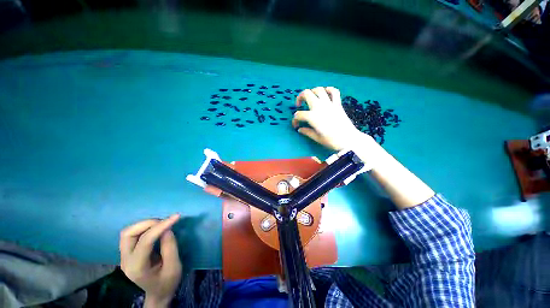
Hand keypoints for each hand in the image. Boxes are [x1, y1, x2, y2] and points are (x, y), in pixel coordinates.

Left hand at [120, 214, 181, 307]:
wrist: (158, 293)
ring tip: (161, 224)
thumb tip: (167, 229)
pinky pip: (132, 235)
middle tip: (165, 221)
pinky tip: (155, 229)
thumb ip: (170, 247)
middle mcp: (126, 261)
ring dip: (145, 225)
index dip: (160, 227)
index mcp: (137, 267)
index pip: (145, 241)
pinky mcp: (128, 253)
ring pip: (128, 232)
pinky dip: (144, 228)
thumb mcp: (174, 266)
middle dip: (148, 223)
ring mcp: (124, 257)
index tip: (176, 217)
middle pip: (128, 234)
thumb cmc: (167, 282)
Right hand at [292, 87, 365, 150]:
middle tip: (299, 105)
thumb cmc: (331, 141)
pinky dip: (329, 90)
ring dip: (312, 92)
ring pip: (319, 89)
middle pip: (306, 94)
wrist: (348, 140)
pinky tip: (325, 93)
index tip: (296, 126)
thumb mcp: (316, 138)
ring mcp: (329, 104)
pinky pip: (334, 91)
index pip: (298, 115)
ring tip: (310, 98)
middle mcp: (319, 107)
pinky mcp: (338, 104)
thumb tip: (300, 129)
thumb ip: (306, 132)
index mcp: (312, 117)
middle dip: (300, 97)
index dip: (295, 120)